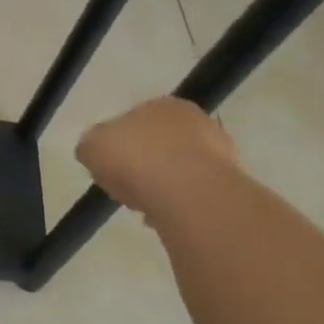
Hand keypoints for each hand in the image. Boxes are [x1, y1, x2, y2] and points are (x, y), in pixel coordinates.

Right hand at [75, 96, 238, 216]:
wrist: (187, 194)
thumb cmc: (134, 158)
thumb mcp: (91, 146)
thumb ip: (93, 146)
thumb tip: (98, 153)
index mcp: (164, 105)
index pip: (136, 121)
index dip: (120, 144)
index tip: (109, 166)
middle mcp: (197, 123)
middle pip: (161, 146)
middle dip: (144, 166)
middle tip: (126, 187)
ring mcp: (221, 155)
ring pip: (181, 172)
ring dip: (163, 188)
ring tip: (144, 208)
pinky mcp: (231, 187)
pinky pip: (195, 196)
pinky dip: (180, 206)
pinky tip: (165, 218)